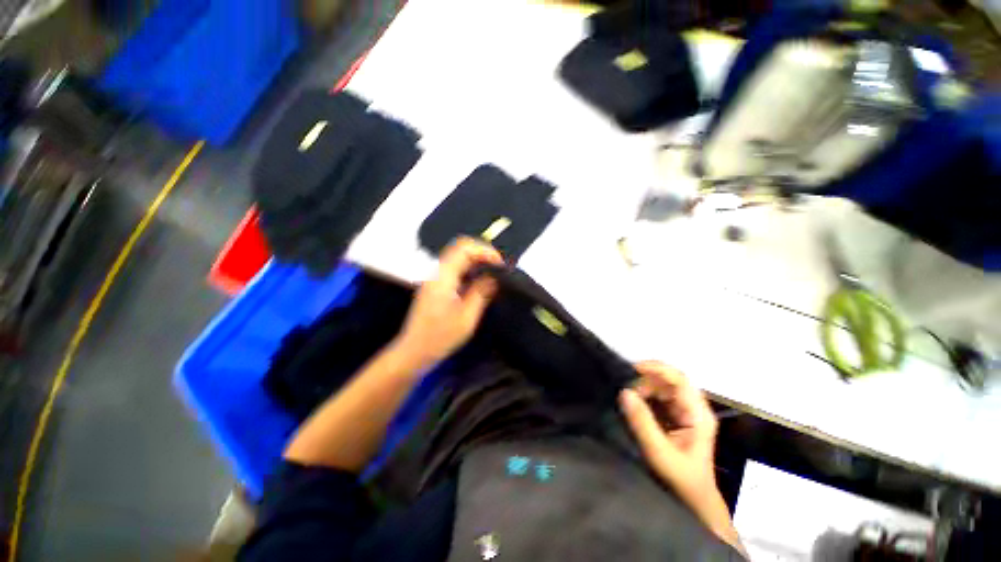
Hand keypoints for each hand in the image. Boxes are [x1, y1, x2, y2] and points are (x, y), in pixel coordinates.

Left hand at [393, 237, 503, 368]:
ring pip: (457, 258)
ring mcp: (434, 278)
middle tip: (499, 267)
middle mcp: (436, 272)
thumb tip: (494, 277)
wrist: (414, 352)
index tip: (500, 264)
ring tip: (493, 273)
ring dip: (476, 261)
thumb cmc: (440, 338)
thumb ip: (481, 293)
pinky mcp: (435, 286)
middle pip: (460, 249)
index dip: (484, 250)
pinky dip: (470, 270)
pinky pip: (454, 269)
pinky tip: (480, 282)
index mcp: (442, 277)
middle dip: (482, 253)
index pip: (463, 248)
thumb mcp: (467, 318)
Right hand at [619, 362, 741, 550]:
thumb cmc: (681, 479)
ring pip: (662, 388)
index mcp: (697, 414)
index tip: (631, 369)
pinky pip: (659, 398)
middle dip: (645, 381)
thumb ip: (642, 422)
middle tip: (626, 392)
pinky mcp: (677, 417)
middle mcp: (693, 408)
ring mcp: (686, 412)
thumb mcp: (659, 452)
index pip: (679, 379)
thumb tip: (624, 391)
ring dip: (644, 389)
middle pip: (669, 381)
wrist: (694, 501)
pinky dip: (645, 397)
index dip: (656, 368)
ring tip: (628, 400)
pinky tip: (634, 406)